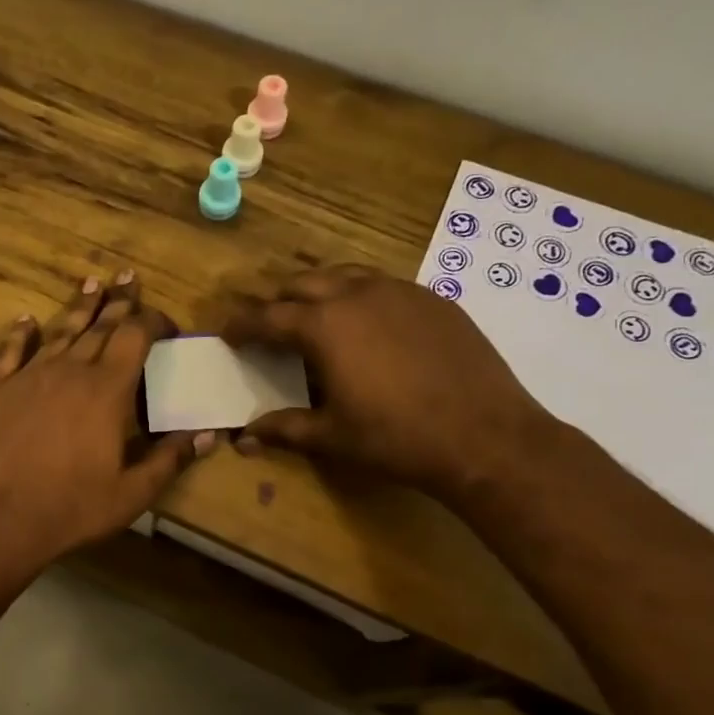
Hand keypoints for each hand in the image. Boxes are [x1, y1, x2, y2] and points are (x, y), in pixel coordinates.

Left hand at [0, 271, 217, 568]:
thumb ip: (169, 459)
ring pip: (60, 331)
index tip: (167, 324)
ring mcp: (29, 376)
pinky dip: (19, 333)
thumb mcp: (132, 493)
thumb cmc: (72, 508)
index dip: (153, 322)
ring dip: (79, 307)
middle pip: (100, 326)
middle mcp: (70, 371)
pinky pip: (9, 352)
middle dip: (120, 302)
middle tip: (129, 277)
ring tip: (92, 283)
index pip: (136, 337)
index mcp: (107, 390)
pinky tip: (26, 319)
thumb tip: (208, 435)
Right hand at [222, 264, 547, 498]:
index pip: (268, 317)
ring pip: (344, 275)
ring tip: (315, 316)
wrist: (485, 435)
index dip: (242, 325)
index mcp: (324, 326)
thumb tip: (243, 438)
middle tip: (269, 326)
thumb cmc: (396, 438)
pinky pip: (383, 285)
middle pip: (302, 284)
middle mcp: (357, 296)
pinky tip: (368, 326)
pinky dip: (360, 297)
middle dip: (278, 302)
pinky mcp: (433, 300)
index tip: (228, 333)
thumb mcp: (332, 437)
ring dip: (319, 291)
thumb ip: (284, 429)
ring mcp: (400, 292)